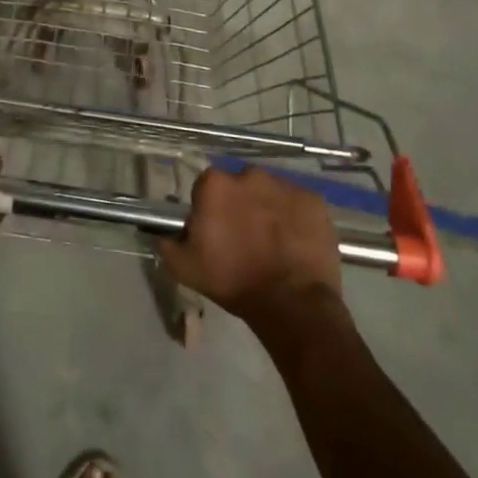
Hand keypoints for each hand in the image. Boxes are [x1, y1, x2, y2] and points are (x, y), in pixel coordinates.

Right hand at [158, 166, 343, 328]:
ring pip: (270, 193)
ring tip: (274, 243)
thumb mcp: (184, 268)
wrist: (292, 303)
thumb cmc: (233, 281)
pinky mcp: (314, 200)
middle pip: (240, 186)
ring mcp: (285, 185)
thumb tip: (163, 230)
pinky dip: (296, 218)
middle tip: (246, 238)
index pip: (206, 188)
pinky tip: (295, 244)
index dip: (210, 210)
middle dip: (241, 205)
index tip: (216, 232)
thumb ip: (168, 242)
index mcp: (215, 185)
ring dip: (268, 210)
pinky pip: (298, 204)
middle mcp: (249, 175)